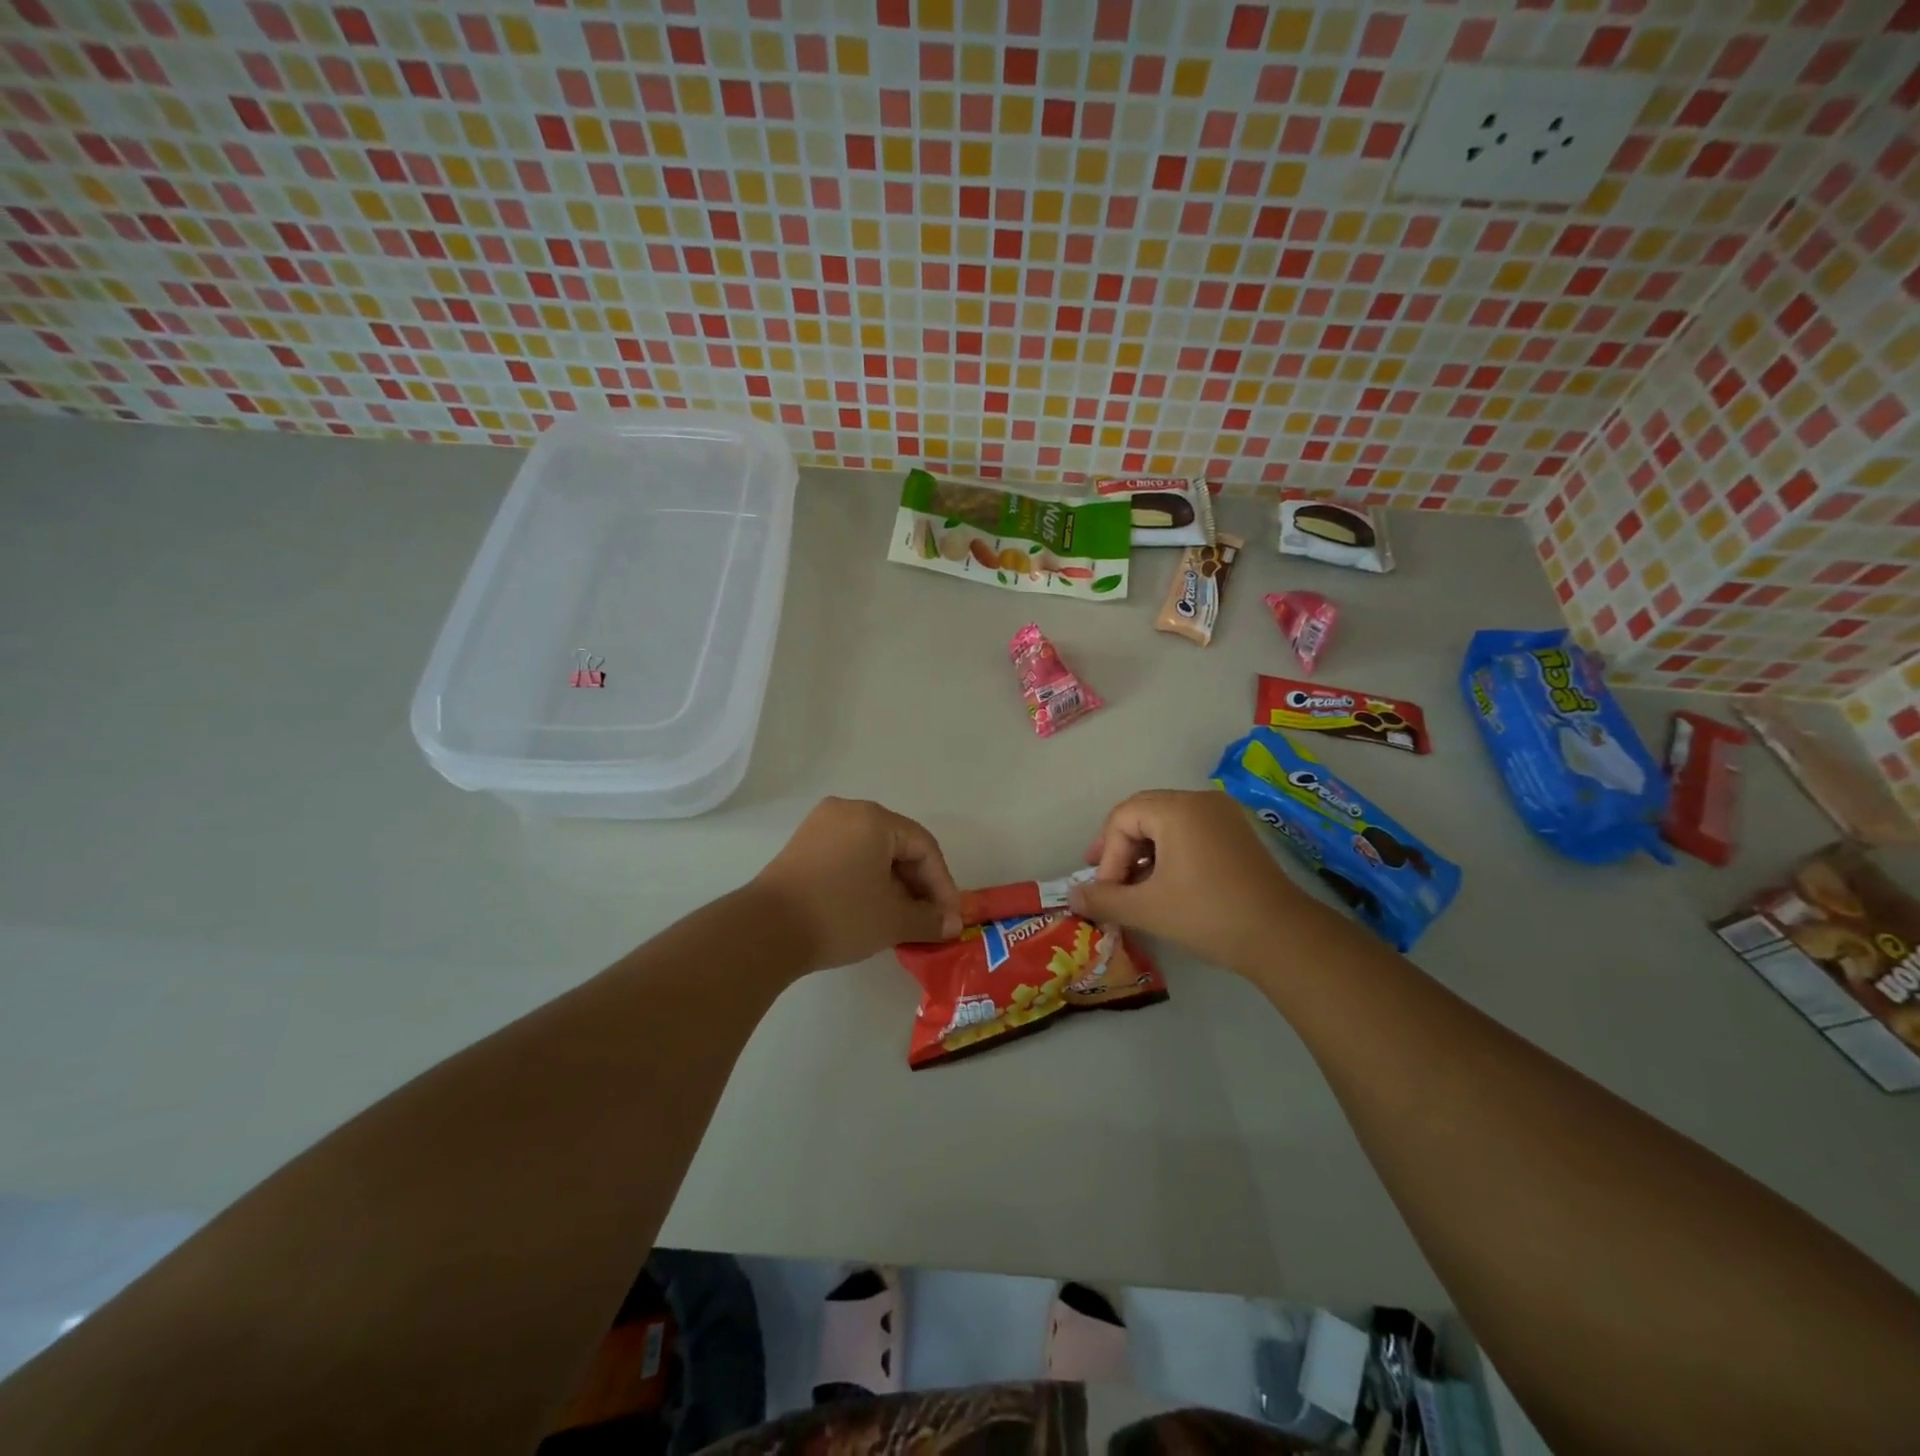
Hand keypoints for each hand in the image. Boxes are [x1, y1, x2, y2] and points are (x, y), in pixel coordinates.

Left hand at [752, 797, 962, 972]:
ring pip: (872, 852)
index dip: (942, 884)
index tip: (950, 918)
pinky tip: (871, 908)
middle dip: (918, 885)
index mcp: (874, 818)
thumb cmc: (839, 915)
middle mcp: (848, 811)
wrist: (765, 931)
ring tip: (902, 919)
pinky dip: (866, 880)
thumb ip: (930, 919)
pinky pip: (848, 856)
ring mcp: (820, 826)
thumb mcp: (893, 920)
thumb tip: (952, 924)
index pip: (924, 847)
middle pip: (898, 846)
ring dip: (893, 884)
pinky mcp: (802, 846)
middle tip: (929, 919)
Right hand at [1067, 789, 1313, 971]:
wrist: (1282, 937)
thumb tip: (1072, 895)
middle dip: (1120, 848)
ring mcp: (1223, 816)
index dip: (1108, 854)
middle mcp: (1200, 801)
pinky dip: (1170, 852)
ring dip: (1144, 852)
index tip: (1108, 891)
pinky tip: (1166, 883)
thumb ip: (1104, 898)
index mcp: (1177, 809)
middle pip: (1143, 813)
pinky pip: (1190, 831)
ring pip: (1166, 823)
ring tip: (1135, 886)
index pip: (1122, 818)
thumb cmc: (1208, 915)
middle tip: (1109, 879)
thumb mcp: (1147, 909)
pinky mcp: (1237, 834)